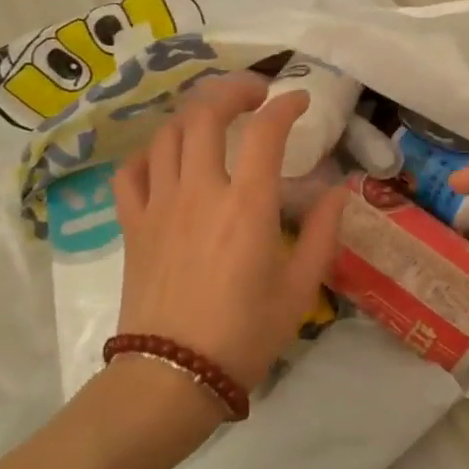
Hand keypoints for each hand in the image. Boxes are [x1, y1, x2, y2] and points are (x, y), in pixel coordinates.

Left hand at [113, 73, 345, 392]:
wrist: (172, 376)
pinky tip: (167, 159)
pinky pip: (131, 172)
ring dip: (193, 115)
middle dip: (233, 91)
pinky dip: (150, 154)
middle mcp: (200, 191)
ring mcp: (159, 205)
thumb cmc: (245, 335)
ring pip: (167, 134)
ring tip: (214, 119)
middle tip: (255, 93)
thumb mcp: (301, 288)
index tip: (299, 100)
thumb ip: (324, 233)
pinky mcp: (132, 225)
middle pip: (206, 114)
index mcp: (247, 205)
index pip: (265, 131)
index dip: (285, 105)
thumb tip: (338, 191)